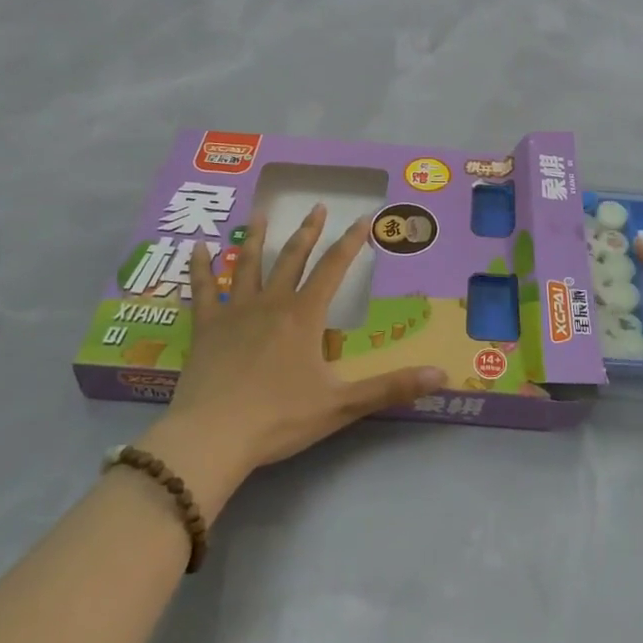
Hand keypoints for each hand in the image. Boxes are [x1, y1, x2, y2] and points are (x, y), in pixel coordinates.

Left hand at [141, 206, 447, 514]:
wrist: (213, 436)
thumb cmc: (279, 418)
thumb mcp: (342, 405)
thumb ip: (391, 388)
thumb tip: (443, 376)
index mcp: (304, 316)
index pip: (334, 268)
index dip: (352, 242)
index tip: (365, 218)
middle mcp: (271, 303)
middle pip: (292, 258)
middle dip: (308, 231)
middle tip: (317, 206)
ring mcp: (235, 312)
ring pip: (247, 264)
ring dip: (257, 237)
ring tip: (261, 212)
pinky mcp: (206, 328)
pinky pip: (203, 289)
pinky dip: (201, 267)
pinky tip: (198, 247)